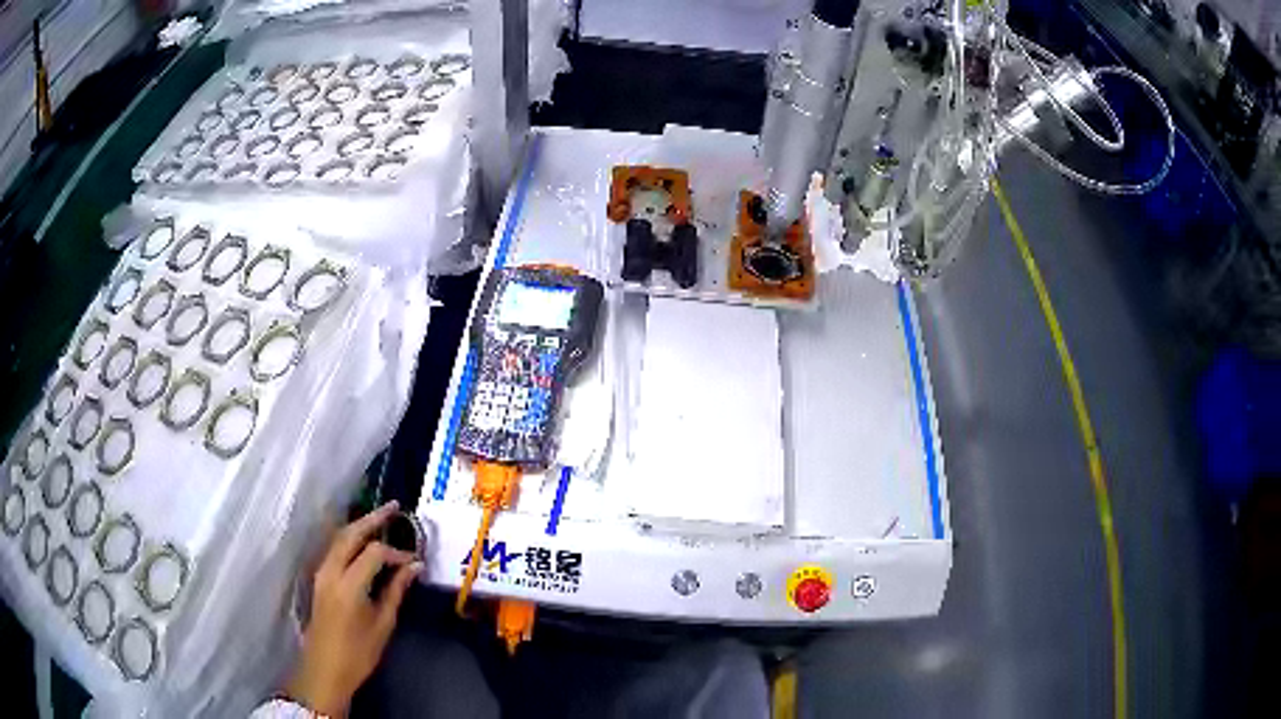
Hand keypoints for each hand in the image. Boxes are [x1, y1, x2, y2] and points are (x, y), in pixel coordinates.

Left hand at [288, 502, 421, 717]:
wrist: (325, 669)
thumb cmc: (359, 653)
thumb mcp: (383, 624)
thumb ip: (396, 591)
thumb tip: (414, 566)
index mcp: (349, 584)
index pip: (375, 552)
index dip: (396, 552)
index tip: (414, 560)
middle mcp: (331, 571)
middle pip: (351, 534)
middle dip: (373, 518)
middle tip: (394, 507)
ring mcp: (321, 573)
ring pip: (339, 538)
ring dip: (359, 526)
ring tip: (380, 518)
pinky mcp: (318, 578)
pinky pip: (334, 548)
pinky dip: (349, 538)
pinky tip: (362, 540)